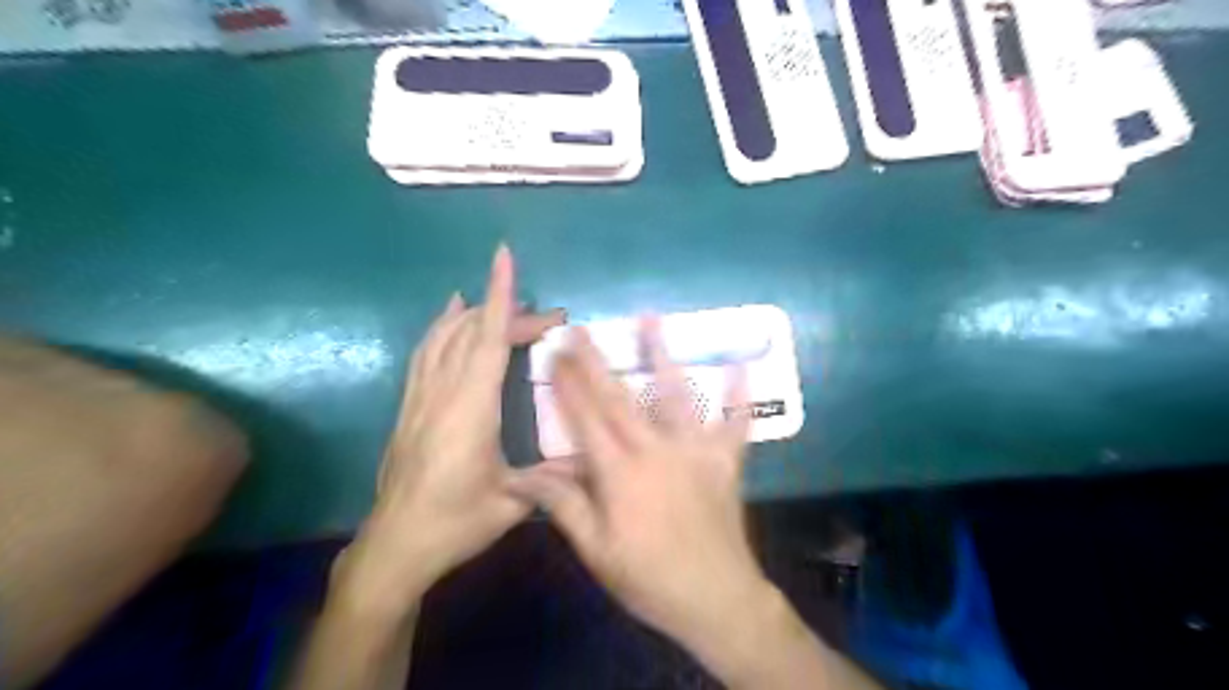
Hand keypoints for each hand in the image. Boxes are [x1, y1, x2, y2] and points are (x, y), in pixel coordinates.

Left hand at [336, 245, 562, 615]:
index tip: (504, 258)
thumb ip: (553, 473)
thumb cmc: (456, 522)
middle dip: (510, 313)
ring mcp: (421, 397)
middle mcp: (442, 392)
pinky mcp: (410, 406)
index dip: (499, 296)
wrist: (395, 546)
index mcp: (470, 408)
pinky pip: (425, 353)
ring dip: (472, 313)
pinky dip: (440, 328)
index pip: (487, 338)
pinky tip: (449, 318)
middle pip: (473, 333)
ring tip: (498, 301)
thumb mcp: (513, 501)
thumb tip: (593, 458)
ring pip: (443, 337)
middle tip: (550, 319)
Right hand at [506, 322, 769, 650]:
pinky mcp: (725, 461)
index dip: (567, 385)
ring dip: (661, 355)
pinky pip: (735, 423)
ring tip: (651, 319)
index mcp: (620, 472)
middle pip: (620, 397)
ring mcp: (695, 450)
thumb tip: (521, 476)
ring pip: (675, 394)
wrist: (716, 600)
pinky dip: (739, 395)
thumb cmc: (649, 578)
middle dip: (596, 360)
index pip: (585, 418)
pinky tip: (741, 364)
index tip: (554, 354)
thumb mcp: (596, 550)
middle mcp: (656, 449)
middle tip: (581, 327)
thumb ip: (563, 505)